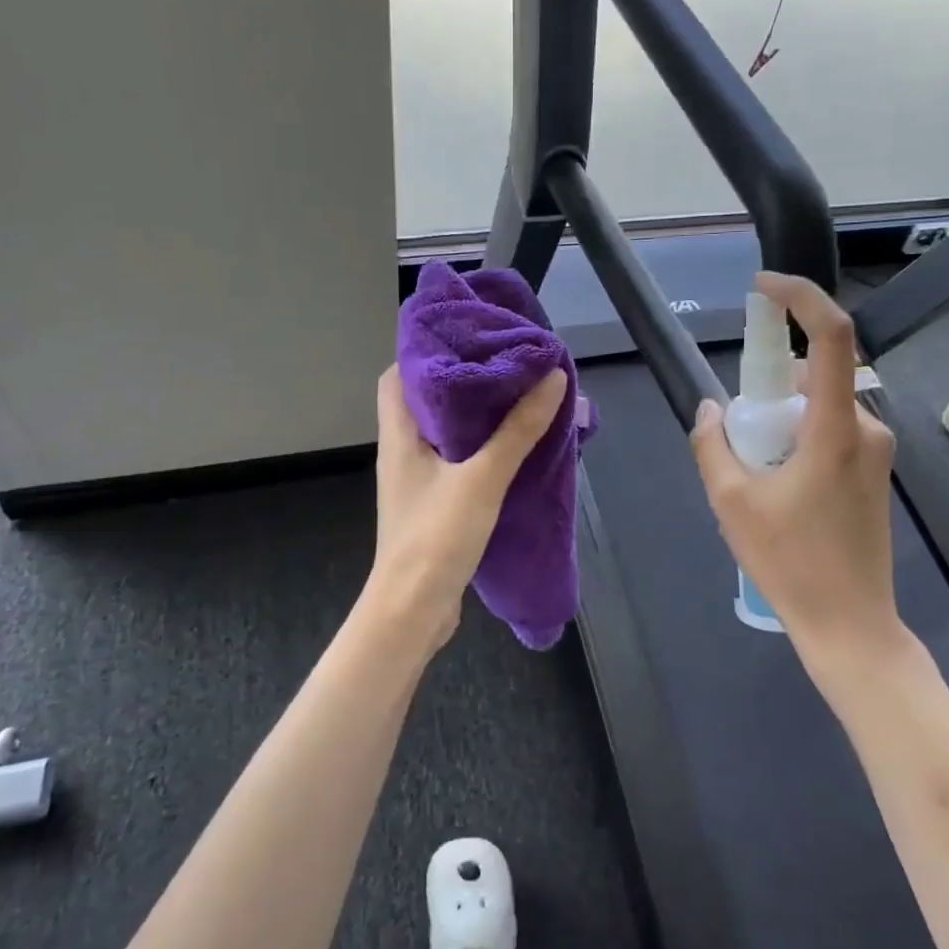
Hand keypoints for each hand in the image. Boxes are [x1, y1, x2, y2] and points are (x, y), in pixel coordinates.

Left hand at [363, 363, 568, 650]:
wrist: (413, 611)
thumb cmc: (436, 537)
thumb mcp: (482, 478)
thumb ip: (517, 429)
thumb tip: (552, 377)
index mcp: (399, 435)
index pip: (397, 374)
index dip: (426, 350)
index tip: (468, 337)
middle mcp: (401, 451)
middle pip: (424, 399)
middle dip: (462, 379)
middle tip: (505, 363)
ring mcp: (416, 480)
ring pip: (443, 432)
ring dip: (475, 415)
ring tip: (516, 396)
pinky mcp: (432, 504)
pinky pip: (455, 461)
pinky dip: (480, 448)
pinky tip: (512, 447)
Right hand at [689, 272, 902, 665]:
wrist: (850, 624)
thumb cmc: (790, 563)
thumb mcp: (731, 502)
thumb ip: (713, 444)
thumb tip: (711, 409)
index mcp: (835, 429)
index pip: (833, 337)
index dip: (801, 298)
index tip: (763, 287)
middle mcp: (866, 428)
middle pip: (816, 375)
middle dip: (771, 386)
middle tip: (740, 434)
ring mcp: (875, 451)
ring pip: (820, 405)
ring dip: (782, 418)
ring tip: (756, 473)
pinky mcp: (874, 471)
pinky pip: (831, 430)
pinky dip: (798, 437)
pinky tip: (778, 486)